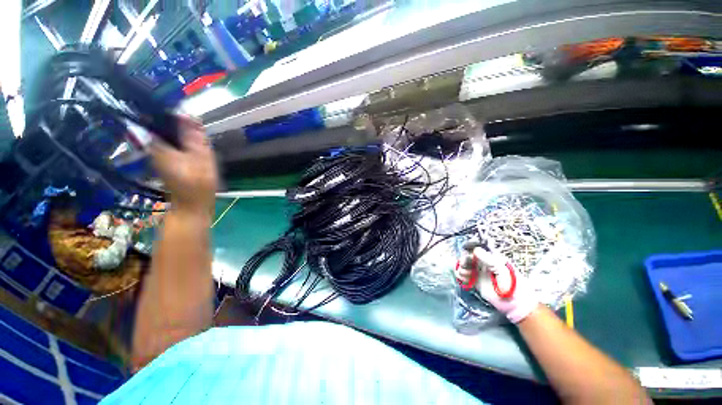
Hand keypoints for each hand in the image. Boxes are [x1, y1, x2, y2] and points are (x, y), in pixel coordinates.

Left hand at [150, 116, 217, 216]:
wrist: (192, 205)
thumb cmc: (198, 183)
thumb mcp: (201, 157)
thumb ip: (194, 137)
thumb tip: (186, 114)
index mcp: (159, 146)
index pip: (158, 120)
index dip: (171, 112)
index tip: (185, 110)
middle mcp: (153, 148)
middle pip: (162, 127)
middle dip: (177, 123)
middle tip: (194, 123)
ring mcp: (157, 155)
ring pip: (167, 136)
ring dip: (180, 132)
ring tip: (194, 132)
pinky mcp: (164, 162)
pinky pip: (170, 145)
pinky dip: (180, 142)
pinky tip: (191, 145)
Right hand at [454, 242, 538, 322]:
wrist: (514, 302)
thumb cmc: (511, 282)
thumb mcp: (500, 268)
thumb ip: (487, 258)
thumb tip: (474, 250)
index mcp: (490, 259)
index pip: (475, 252)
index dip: (469, 253)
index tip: (467, 257)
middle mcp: (483, 265)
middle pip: (468, 259)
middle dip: (463, 261)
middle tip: (463, 266)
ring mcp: (479, 274)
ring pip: (464, 268)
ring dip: (461, 270)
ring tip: (464, 275)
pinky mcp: (476, 283)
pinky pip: (464, 277)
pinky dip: (461, 277)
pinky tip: (463, 280)